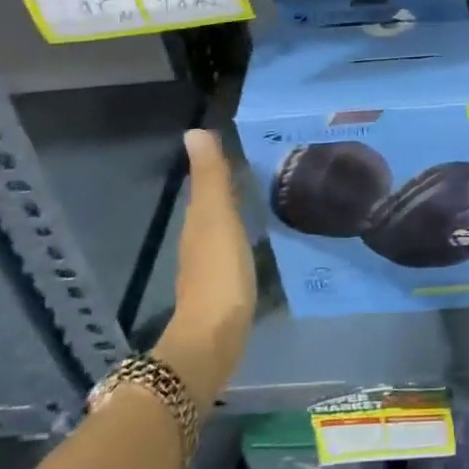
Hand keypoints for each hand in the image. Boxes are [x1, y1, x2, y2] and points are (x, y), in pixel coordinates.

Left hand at [159, 130, 256, 392]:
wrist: (214, 338)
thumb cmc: (218, 272)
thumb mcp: (217, 218)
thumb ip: (211, 177)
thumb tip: (194, 131)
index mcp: (198, 219)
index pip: (209, 183)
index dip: (224, 164)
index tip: (253, 145)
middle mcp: (200, 238)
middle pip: (217, 204)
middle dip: (237, 186)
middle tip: (272, 168)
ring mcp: (212, 265)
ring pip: (227, 226)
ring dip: (243, 211)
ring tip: (273, 197)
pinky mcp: (227, 286)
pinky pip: (238, 248)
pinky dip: (248, 236)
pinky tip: (266, 237)